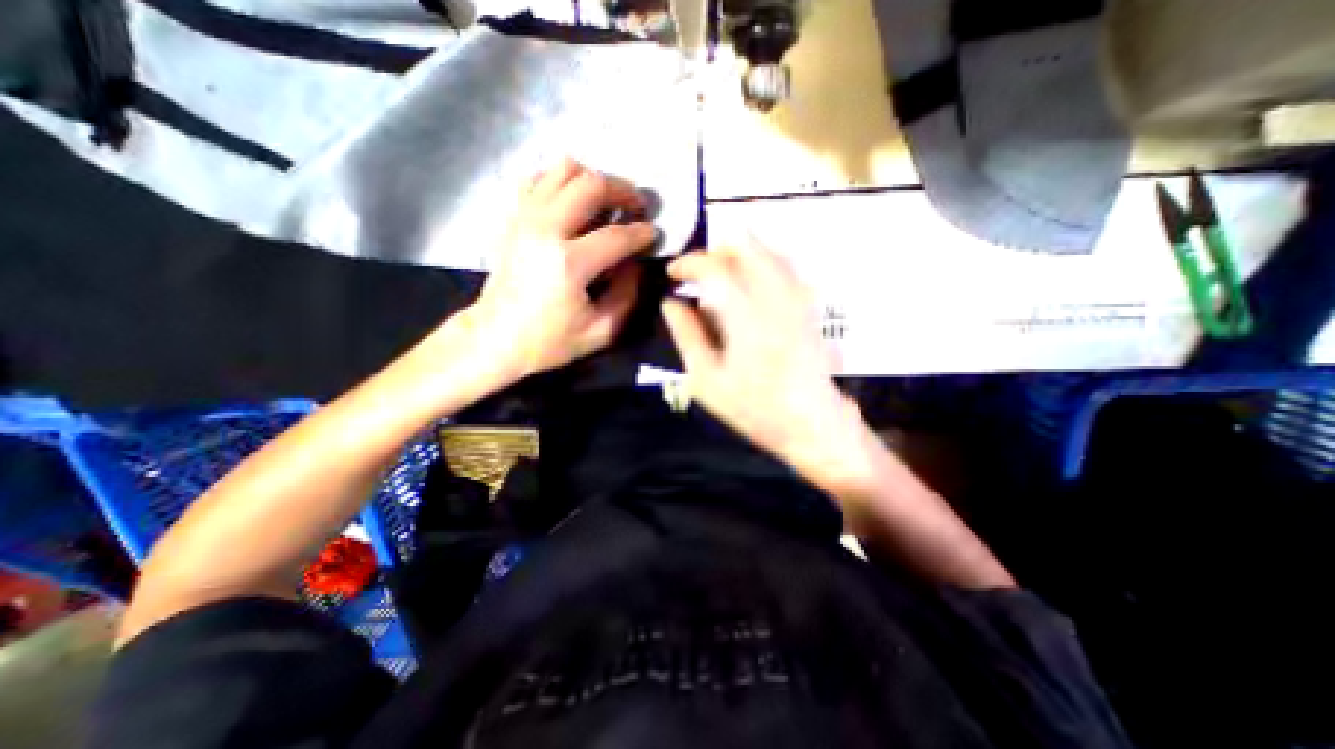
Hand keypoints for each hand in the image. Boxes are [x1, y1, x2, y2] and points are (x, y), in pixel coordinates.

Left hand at [452, 159, 653, 385]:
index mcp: (569, 263)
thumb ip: (627, 295)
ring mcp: (525, 218)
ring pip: (563, 170)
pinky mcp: (513, 217)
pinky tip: (573, 201)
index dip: (642, 233)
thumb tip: (635, 262)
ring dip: (592, 180)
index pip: (617, 235)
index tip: (653, 235)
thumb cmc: (549, 341)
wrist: (494, 337)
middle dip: (622, 191)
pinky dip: (561, 181)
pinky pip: (538, 178)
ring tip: (606, 201)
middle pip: (591, 185)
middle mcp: (545, 230)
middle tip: (636, 206)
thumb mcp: (601, 331)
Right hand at [661, 242, 872, 478]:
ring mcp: (798, 297)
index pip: (714, 267)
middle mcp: (776, 296)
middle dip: (715, 251)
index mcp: (746, 316)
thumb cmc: (755, 409)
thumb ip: (686, 335)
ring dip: (738, 256)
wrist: (813, 424)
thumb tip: (670, 303)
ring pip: (767, 252)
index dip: (688, 262)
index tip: (672, 273)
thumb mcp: (707, 380)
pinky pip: (782, 267)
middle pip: (747, 245)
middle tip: (697, 275)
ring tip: (718, 281)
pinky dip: (758, 265)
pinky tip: (746, 290)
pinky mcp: (808, 305)